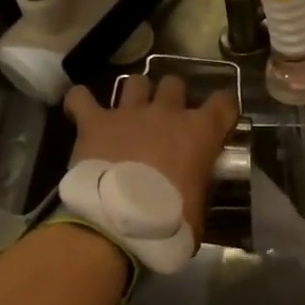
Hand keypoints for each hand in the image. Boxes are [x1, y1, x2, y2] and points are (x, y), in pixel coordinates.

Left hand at [62, 76, 239, 238]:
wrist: (118, 222)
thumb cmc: (168, 221)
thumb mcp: (199, 211)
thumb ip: (200, 191)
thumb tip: (194, 199)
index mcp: (200, 132)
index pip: (224, 102)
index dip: (223, 109)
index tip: (217, 121)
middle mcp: (166, 112)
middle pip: (174, 84)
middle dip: (172, 97)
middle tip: (167, 119)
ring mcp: (129, 112)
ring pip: (135, 82)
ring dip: (135, 94)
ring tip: (130, 112)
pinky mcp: (94, 121)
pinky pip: (81, 98)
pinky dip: (80, 101)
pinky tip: (80, 109)